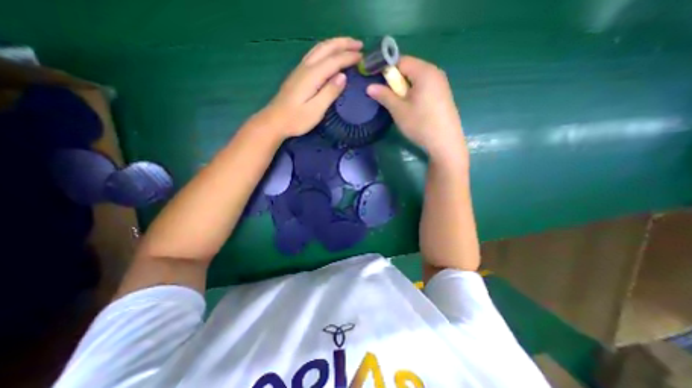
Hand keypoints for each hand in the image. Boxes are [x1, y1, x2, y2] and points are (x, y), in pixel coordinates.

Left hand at [263, 37, 363, 139]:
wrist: (274, 121)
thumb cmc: (296, 119)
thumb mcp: (316, 110)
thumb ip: (329, 92)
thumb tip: (343, 76)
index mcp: (312, 75)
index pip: (334, 60)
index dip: (349, 57)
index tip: (363, 56)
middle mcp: (306, 67)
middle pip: (326, 48)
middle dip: (344, 44)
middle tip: (359, 44)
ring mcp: (300, 69)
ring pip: (319, 48)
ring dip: (335, 44)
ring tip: (348, 45)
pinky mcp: (298, 74)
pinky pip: (315, 54)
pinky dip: (327, 50)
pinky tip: (330, 54)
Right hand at [365, 54, 466, 161]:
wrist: (445, 142)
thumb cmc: (420, 124)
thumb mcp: (399, 110)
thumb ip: (384, 95)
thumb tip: (369, 87)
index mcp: (424, 71)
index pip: (400, 61)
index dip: (386, 69)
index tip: (377, 82)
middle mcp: (435, 72)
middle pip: (409, 68)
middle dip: (396, 81)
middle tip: (390, 98)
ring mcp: (441, 83)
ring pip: (416, 79)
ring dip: (404, 88)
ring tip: (401, 105)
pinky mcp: (443, 94)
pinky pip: (424, 86)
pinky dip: (414, 93)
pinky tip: (413, 108)